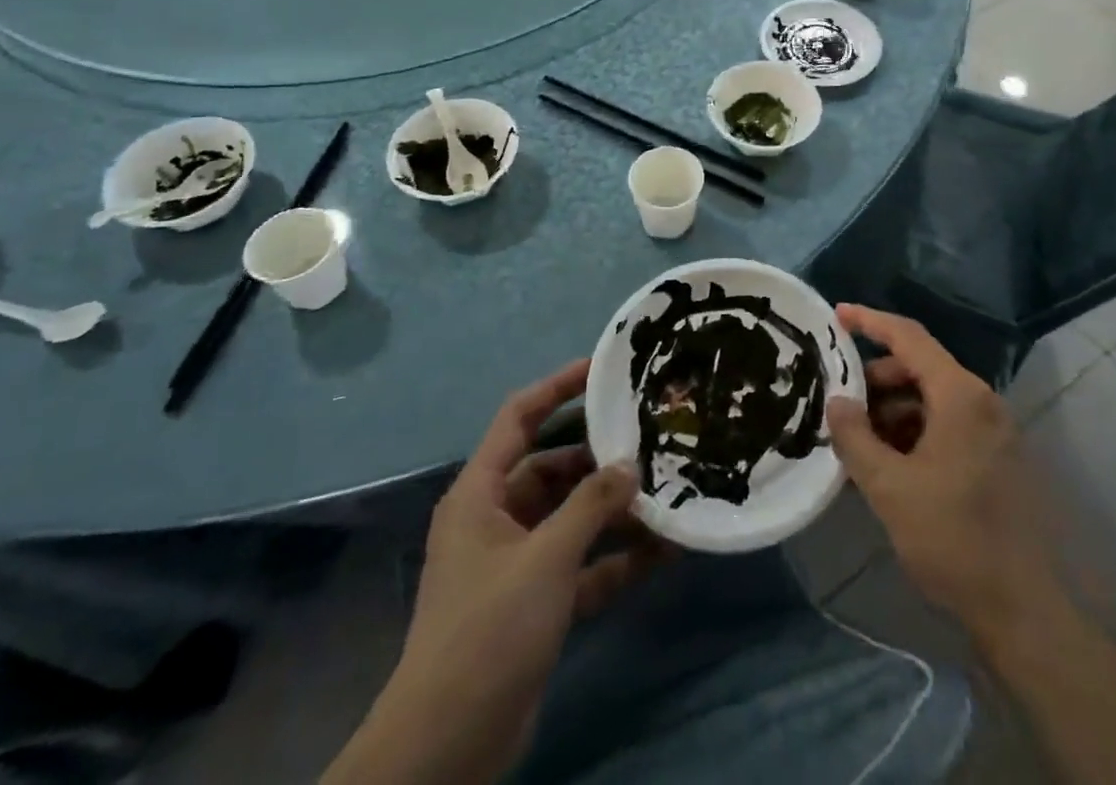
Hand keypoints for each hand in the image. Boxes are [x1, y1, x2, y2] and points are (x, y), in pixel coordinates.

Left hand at [385, 361, 662, 780]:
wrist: (448, 746)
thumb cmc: (488, 629)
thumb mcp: (545, 558)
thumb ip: (591, 506)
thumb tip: (630, 466)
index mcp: (481, 493)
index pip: (519, 417)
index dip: (558, 386)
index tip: (603, 368)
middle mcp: (497, 518)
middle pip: (553, 467)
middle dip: (599, 457)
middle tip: (650, 438)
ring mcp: (517, 562)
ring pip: (572, 517)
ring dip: (614, 510)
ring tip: (667, 491)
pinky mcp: (536, 602)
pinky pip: (582, 564)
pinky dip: (616, 557)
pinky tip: (663, 551)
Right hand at [826, 306, 1058, 641]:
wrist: (1022, 610)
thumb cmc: (952, 538)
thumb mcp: (890, 488)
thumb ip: (856, 438)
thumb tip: (836, 401)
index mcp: (960, 395)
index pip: (909, 337)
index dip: (870, 322)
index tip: (837, 315)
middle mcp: (982, 401)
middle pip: (920, 367)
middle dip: (877, 379)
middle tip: (841, 402)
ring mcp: (994, 429)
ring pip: (933, 398)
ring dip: (894, 410)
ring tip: (860, 441)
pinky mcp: (997, 456)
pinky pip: (948, 424)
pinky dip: (915, 431)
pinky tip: (890, 463)